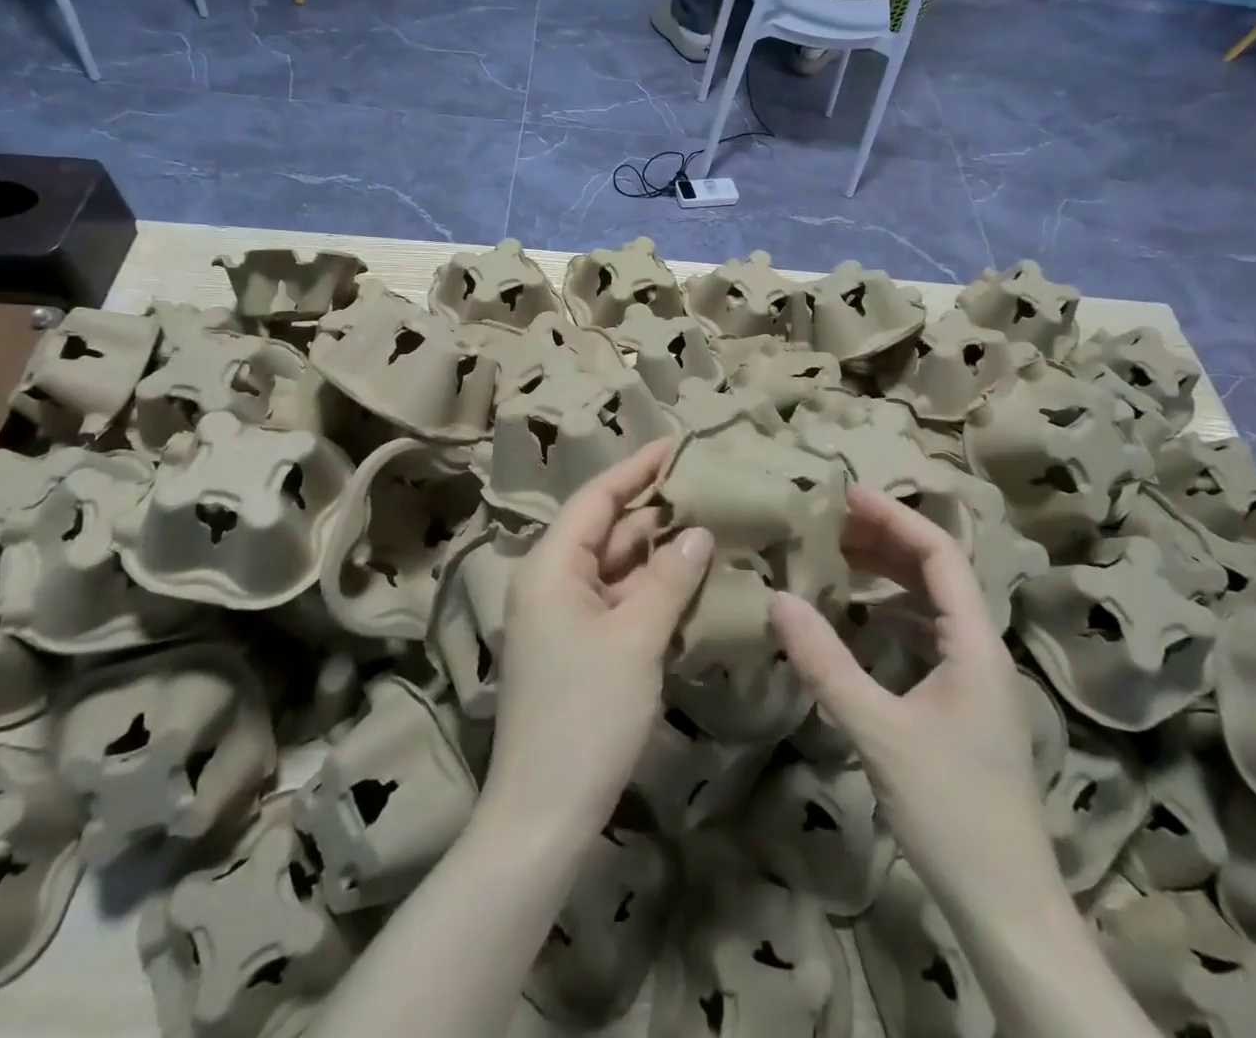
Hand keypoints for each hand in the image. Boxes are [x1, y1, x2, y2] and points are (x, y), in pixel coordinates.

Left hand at [483, 442, 713, 844]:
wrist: (544, 812)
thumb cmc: (586, 714)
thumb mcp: (635, 639)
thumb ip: (669, 579)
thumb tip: (698, 533)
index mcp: (551, 566)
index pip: (597, 499)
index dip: (636, 469)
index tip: (677, 443)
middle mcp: (552, 581)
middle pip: (607, 530)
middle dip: (655, 511)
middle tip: (708, 488)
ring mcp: (565, 616)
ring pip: (616, 567)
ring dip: (658, 552)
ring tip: (711, 525)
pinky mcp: (580, 646)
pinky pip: (619, 600)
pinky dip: (652, 589)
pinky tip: (691, 579)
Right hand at [769, 488, 1058, 917]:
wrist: (1008, 907)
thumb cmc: (951, 811)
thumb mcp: (878, 732)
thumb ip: (826, 663)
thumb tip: (778, 598)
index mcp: (975, 644)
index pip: (940, 554)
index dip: (895, 516)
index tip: (846, 494)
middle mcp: (982, 649)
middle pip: (938, 571)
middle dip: (886, 538)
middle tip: (830, 520)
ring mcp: (975, 678)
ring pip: (932, 603)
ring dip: (888, 573)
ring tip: (837, 555)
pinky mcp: (962, 703)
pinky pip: (926, 635)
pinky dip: (891, 612)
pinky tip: (858, 617)